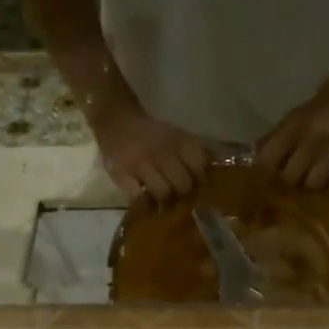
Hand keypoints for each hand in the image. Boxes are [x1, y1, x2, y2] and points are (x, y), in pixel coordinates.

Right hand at [91, 106, 209, 203]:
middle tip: (181, 200)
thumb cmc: (151, 135)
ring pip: (163, 193)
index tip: (200, 188)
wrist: (117, 122)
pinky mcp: (122, 174)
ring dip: (166, 204)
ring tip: (165, 206)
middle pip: (183, 184)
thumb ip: (193, 153)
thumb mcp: (174, 135)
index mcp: (177, 140)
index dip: (201, 180)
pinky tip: (148, 205)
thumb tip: (212, 174)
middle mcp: (162, 151)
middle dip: (184, 196)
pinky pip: (139, 198)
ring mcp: (141, 163)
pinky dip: (146, 205)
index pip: (199, 165)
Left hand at [254, 83, 328, 189]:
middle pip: (291, 176)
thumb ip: (271, 141)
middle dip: (285, 186)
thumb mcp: (290, 121)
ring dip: (308, 189)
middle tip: (285, 191)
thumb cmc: (313, 117)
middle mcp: (313, 136)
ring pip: (314, 183)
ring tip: (307, 188)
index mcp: (294, 126)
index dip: (262, 174)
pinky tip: (328, 186)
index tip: (258, 186)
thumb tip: (251, 163)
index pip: (270, 155)